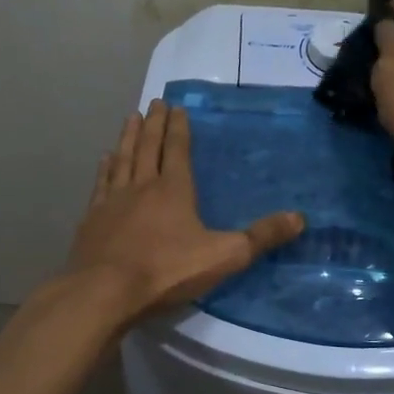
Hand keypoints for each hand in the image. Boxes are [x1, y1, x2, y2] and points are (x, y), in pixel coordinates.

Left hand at [67, 100, 304, 321]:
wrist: (105, 291)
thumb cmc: (167, 271)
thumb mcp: (225, 256)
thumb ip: (261, 237)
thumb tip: (300, 218)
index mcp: (174, 189)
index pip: (178, 150)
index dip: (179, 128)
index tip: (177, 107)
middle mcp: (142, 186)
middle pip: (149, 147)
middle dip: (154, 124)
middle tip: (155, 102)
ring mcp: (113, 200)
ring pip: (123, 158)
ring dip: (128, 137)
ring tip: (131, 118)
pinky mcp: (92, 218)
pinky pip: (101, 184)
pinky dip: (105, 168)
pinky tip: (104, 160)